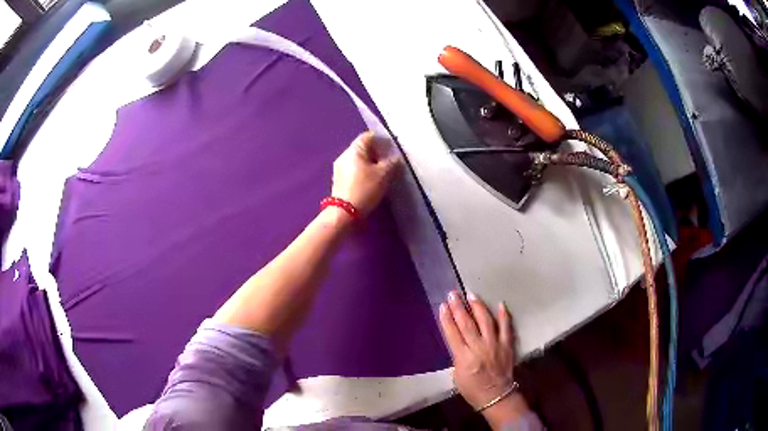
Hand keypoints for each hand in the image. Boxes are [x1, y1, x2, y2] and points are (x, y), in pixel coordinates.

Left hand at [331, 131, 402, 215]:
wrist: (344, 213)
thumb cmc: (365, 189)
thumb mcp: (384, 174)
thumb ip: (392, 162)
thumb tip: (395, 158)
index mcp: (354, 149)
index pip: (368, 136)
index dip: (381, 140)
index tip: (392, 148)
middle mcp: (344, 155)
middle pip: (363, 148)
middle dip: (377, 153)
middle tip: (390, 162)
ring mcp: (339, 168)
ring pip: (358, 160)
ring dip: (370, 164)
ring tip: (383, 173)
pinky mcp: (339, 180)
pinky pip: (354, 171)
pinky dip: (363, 173)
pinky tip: (371, 181)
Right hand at [440, 291, 529, 427]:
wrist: (496, 396)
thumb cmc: (472, 389)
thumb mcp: (457, 374)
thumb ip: (457, 355)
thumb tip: (459, 339)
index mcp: (463, 358)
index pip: (452, 334)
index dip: (447, 319)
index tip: (442, 306)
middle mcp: (479, 348)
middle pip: (467, 324)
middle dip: (459, 308)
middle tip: (453, 294)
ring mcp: (494, 345)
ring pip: (486, 321)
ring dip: (478, 307)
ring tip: (471, 295)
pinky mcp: (507, 345)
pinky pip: (506, 327)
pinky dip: (504, 315)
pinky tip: (500, 304)